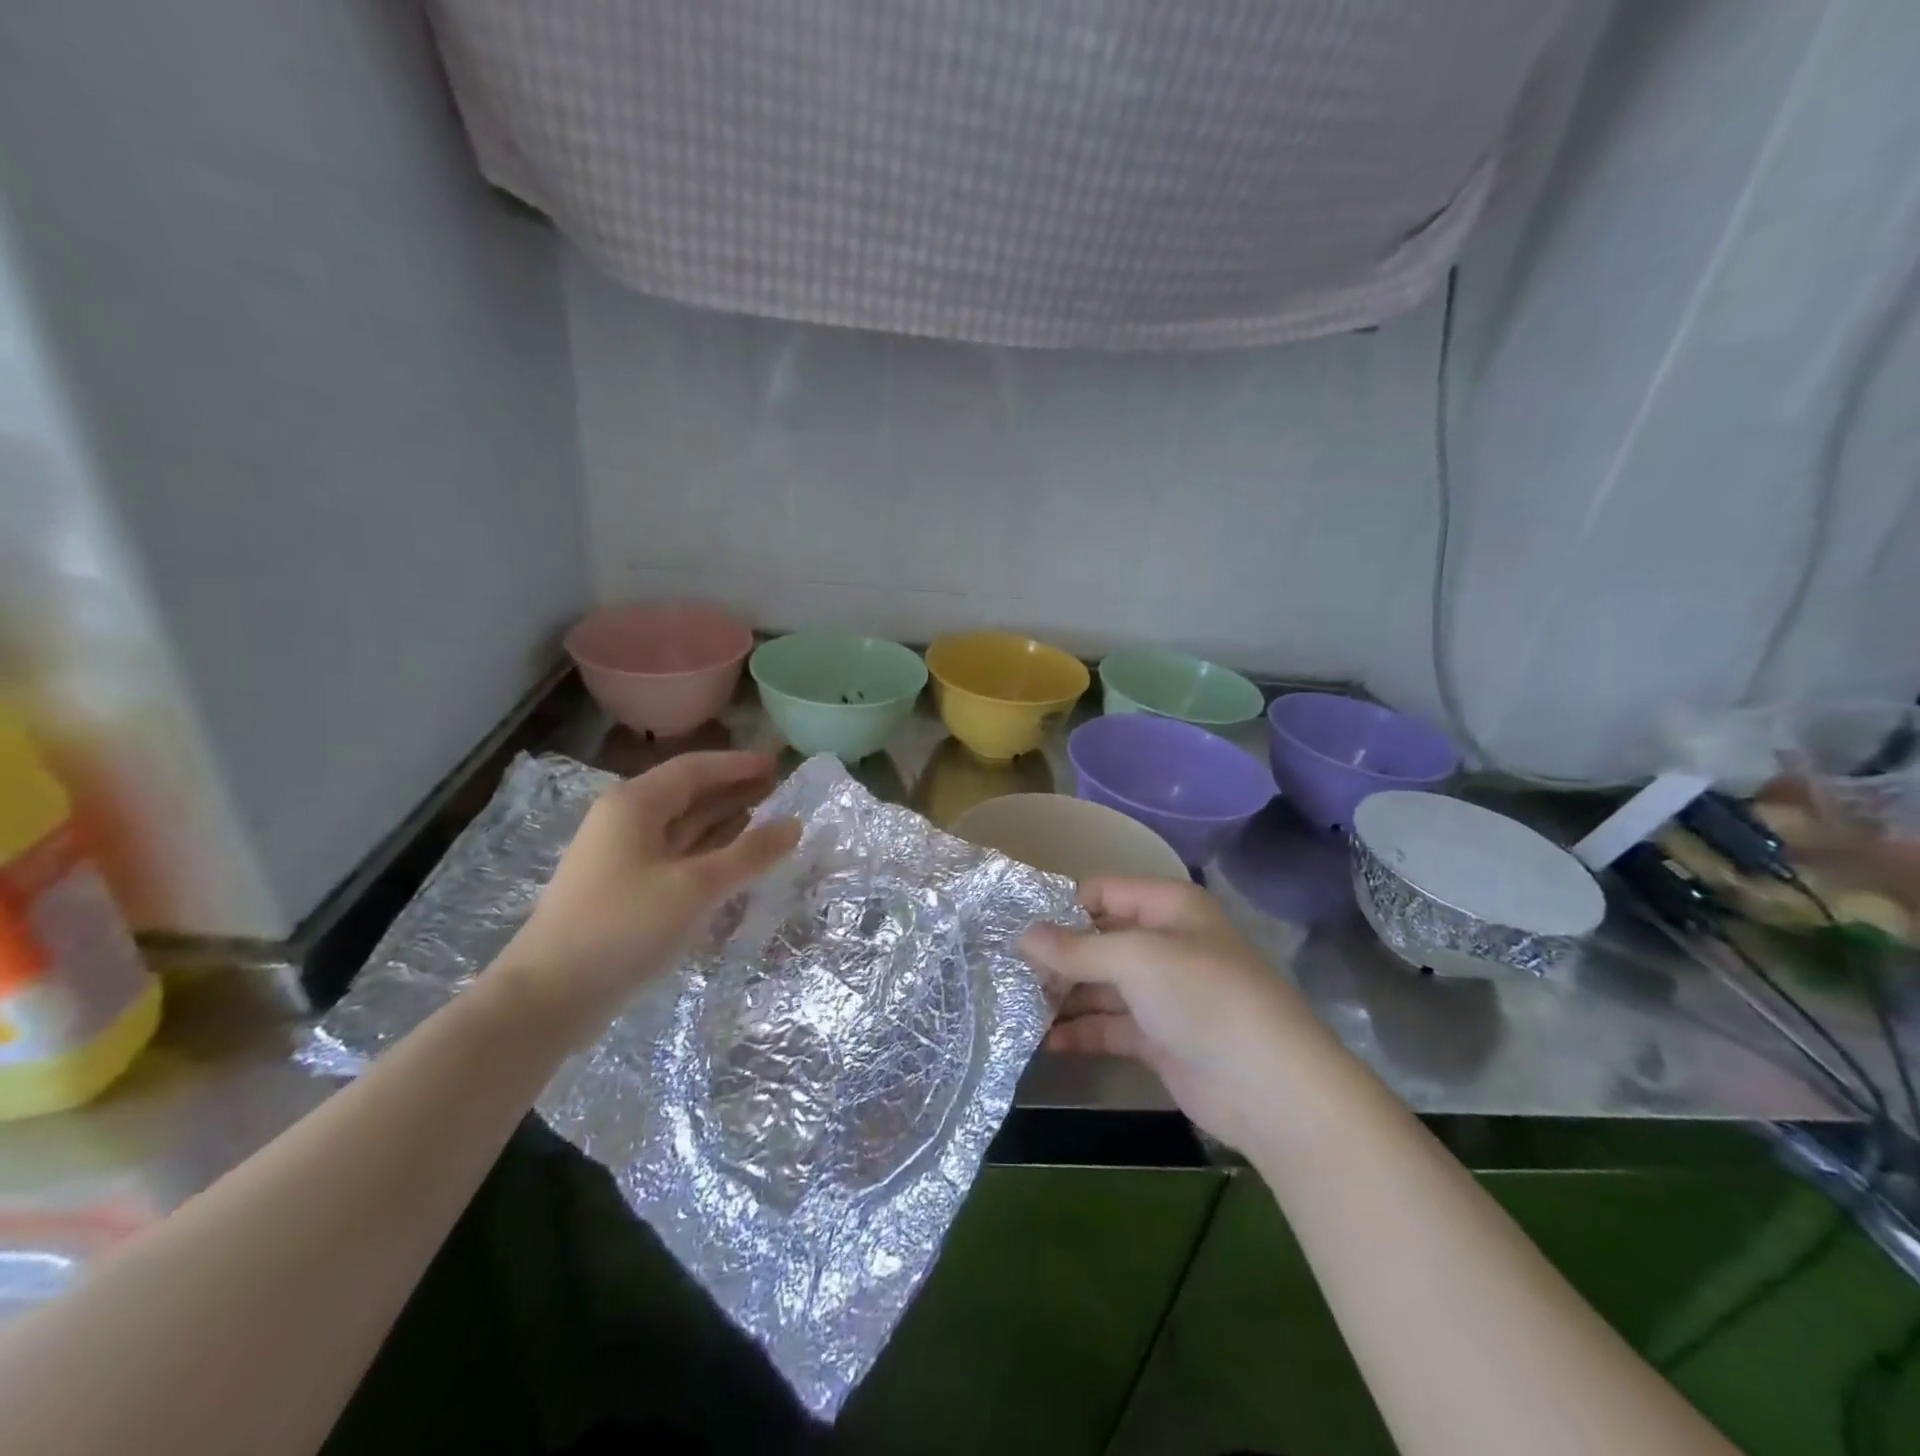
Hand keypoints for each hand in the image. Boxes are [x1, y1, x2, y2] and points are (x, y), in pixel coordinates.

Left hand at [491, 751, 800, 1046]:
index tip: (780, 763)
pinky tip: (736, 860)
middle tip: (782, 789)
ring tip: (769, 818)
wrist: (549, 997)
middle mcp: (626, 821)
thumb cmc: (624, 927)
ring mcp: (622, 857)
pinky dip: (709, 852)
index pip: (696, 768)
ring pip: (683, 826)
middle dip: (735, 789)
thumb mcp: (696, 887)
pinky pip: (677, 855)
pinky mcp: (625, 889)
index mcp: (635, 804)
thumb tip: (794, 824)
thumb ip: (749, 853)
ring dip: (724, 820)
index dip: (739, 764)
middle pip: (689, 794)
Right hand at [1021, 877, 1326, 1148]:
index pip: (1102, 892)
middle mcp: (1164, 943)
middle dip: (1056, 957)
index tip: (1015, 928)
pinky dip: (1079, 1032)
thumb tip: (1024, 935)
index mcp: (1168, 907)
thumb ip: (1076, 949)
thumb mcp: (1136, 960)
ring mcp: (1162, 993)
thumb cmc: (1203, 998)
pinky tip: (1042, 1042)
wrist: (1270, 1088)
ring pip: (1101, 985)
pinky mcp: (1159, 1037)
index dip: (1061, 907)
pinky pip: (1109, 1025)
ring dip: (1063, 996)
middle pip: (1098, 940)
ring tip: (1014, 1007)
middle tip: (1006, 973)